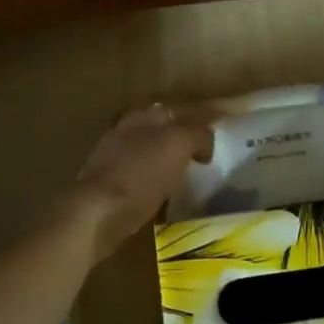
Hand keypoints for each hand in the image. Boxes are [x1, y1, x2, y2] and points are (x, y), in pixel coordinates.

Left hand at [67, 104, 214, 257]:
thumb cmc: (141, 174)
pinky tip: (166, 186)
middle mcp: (128, 130)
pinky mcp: (110, 183)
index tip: (225, 119)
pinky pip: (142, 172)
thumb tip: (204, 142)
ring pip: (152, 149)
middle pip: (165, 126)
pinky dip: (158, 174)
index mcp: (145, 117)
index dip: (206, 114)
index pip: (183, 109)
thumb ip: (197, 134)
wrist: (98, 213)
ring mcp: (115, 157)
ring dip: (171, 154)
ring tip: (191, 167)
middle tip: (209, 145)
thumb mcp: (178, 145)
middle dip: (186, 132)